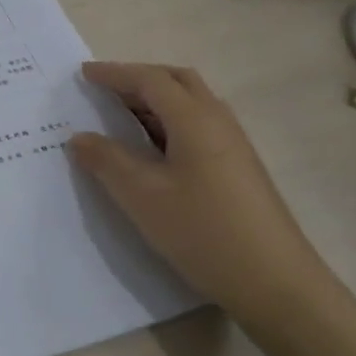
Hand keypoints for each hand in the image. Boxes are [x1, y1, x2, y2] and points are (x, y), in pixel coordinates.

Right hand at [67, 62, 336, 325]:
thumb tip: (80, 137)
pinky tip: (151, 149)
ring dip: (155, 100)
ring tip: (120, 116)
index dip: (115, 74)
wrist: (275, 282)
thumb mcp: (142, 196)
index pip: (150, 81)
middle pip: (177, 82)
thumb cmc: (203, 231)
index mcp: (195, 120)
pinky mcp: (237, 168)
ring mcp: (233, 145)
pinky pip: (197, 127)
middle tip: (104, 88)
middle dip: (139, 78)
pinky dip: (167, 122)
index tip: (83, 74)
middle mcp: (218, 122)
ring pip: (190, 104)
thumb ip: (107, 160)